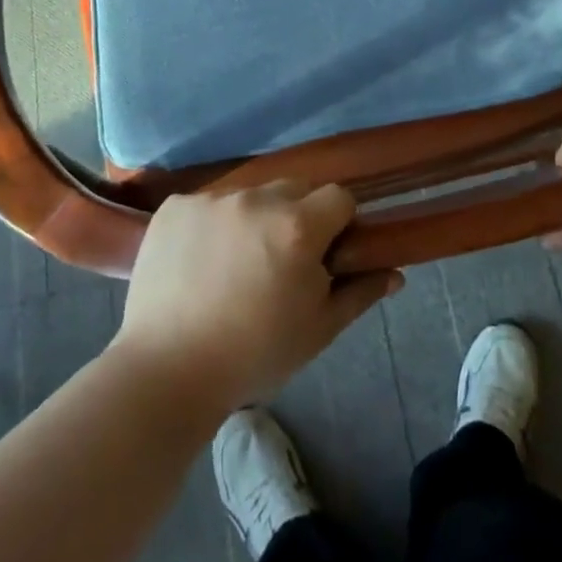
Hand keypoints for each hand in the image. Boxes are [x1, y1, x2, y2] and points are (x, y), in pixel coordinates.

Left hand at [113, 183, 402, 411]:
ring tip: (235, 265)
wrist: (165, 372)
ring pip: (250, 195)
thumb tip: (395, 272)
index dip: (339, 224)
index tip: (325, 255)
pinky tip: (199, 262)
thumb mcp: (318, 330)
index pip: (338, 197)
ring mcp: (211, 199)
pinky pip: (208, 204)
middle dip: (297, 216)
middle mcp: (256, 199)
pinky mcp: (175, 207)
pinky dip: (211, 225)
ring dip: (254, 218)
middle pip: (294, 189)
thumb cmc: (254, 355)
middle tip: (280, 262)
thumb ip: (359, 292)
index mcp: (298, 226)